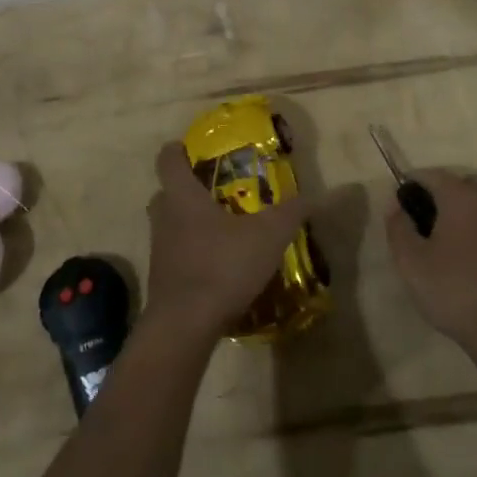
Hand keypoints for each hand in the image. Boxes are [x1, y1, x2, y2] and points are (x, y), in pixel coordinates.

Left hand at [145, 142, 336, 335]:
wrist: (185, 326)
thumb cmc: (221, 266)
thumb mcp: (267, 236)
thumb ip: (291, 212)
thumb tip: (317, 195)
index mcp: (182, 196)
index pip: (167, 159)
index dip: (179, 150)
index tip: (197, 152)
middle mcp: (163, 217)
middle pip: (168, 191)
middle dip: (189, 189)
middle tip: (218, 192)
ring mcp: (158, 249)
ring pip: (170, 224)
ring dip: (190, 223)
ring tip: (223, 230)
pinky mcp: (161, 279)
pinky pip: (175, 254)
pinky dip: (192, 253)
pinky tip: (218, 266)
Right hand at [386, 172, 476, 350]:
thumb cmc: (456, 291)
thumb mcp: (411, 262)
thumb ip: (398, 227)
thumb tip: (396, 205)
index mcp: (460, 196)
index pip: (429, 174)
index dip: (407, 186)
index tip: (396, 211)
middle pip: (456, 184)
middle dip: (434, 196)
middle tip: (417, 225)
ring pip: (473, 204)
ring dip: (453, 214)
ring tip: (435, 246)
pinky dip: (469, 231)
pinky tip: (458, 262)